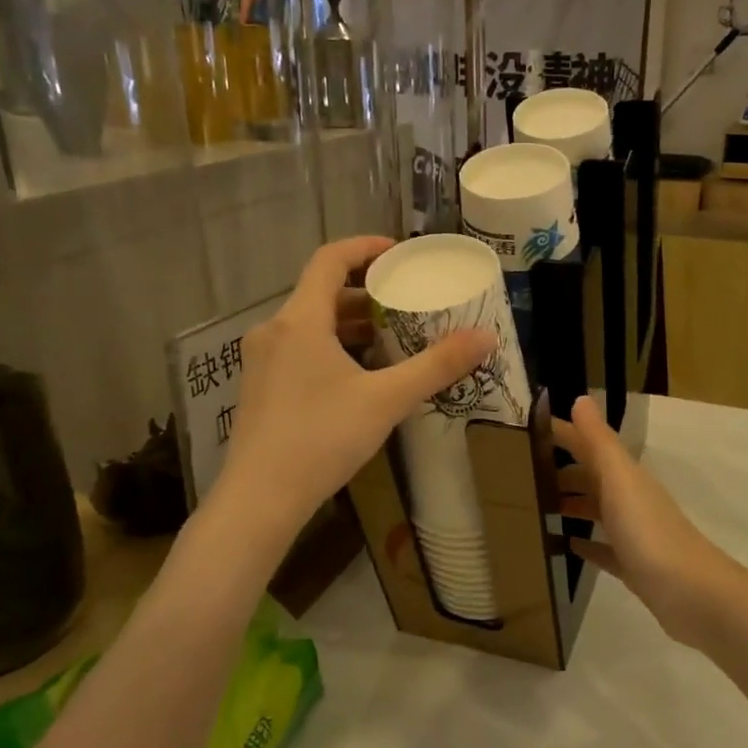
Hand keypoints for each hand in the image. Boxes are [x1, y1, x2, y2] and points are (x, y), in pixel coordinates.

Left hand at [220, 237, 493, 530]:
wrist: (260, 499)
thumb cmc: (322, 438)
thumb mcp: (386, 400)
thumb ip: (436, 366)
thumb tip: (487, 337)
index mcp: (300, 320)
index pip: (329, 259)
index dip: (365, 248)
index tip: (400, 253)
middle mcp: (274, 331)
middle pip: (321, 293)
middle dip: (366, 292)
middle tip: (406, 300)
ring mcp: (261, 362)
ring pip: (310, 325)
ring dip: (350, 324)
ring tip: (391, 336)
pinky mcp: (260, 388)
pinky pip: (300, 350)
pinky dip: (332, 347)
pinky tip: (360, 376)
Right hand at [551, 396, 733, 647]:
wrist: (692, 593)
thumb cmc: (649, 532)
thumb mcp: (620, 479)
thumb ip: (599, 441)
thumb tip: (580, 399)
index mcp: (625, 476)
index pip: (589, 445)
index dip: (563, 434)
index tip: (526, 430)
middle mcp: (630, 499)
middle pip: (592, 477)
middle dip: (561, 470)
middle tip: (521, 472)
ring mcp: (633, 534)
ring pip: (597, 511)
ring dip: (572, 504)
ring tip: (537, 507)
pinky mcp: (633, 566)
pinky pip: (604, 549)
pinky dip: (586, 544)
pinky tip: (567, 546)